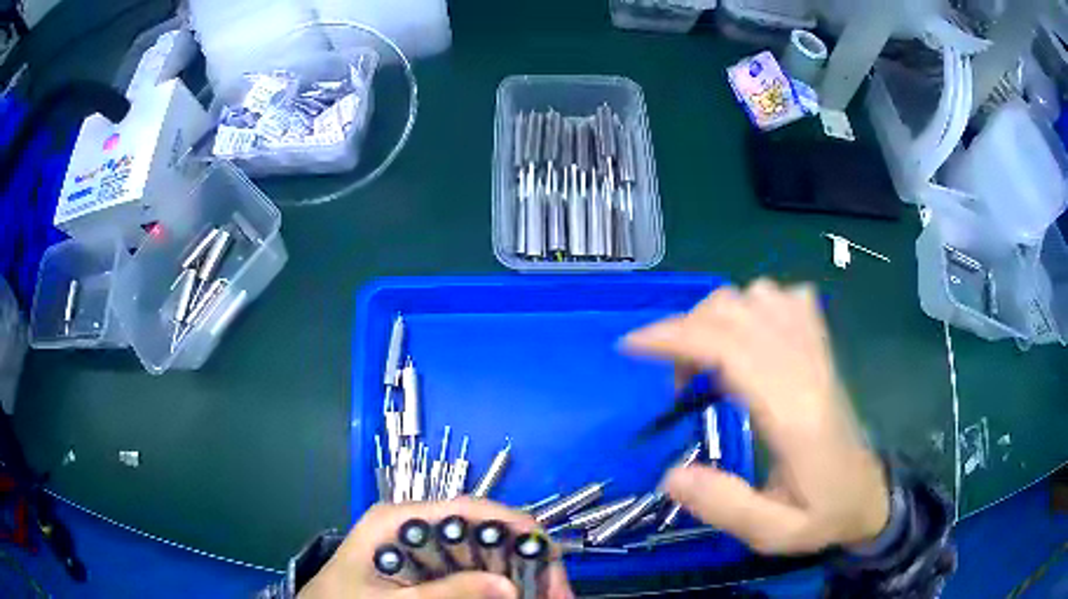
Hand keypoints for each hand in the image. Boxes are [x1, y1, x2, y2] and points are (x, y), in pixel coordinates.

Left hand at [298, 498, 573, 598]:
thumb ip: (442, 594)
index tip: (551, 562)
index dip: (517, 530)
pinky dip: (497, 585)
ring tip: (545, 596)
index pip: (470, 509)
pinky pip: (472, 572)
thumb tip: (508, 587)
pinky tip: (515, 597)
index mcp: (401, 519)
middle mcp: (417, 526)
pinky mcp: (427, 570)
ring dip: (518, 575)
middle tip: (556, 593)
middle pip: (485, 531)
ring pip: (484, 554)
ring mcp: (423, 548)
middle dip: (526, 559)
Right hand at [624, 279, 889, 554]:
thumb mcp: (773, 534)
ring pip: (759, 295)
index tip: (631, 347)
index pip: (730, 347)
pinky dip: (757, 306)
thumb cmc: (823, 514)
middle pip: (737, 311)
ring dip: (719, 318)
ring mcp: (818, 352)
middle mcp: (806, 369)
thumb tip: (670, 474)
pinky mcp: (822, 349)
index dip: (675, 337)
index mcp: (793, 413)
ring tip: (710, 363)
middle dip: (686, 331)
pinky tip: (750, 340)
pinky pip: (789, 299)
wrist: (870, 495)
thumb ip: (725, 506)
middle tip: (677, 385)